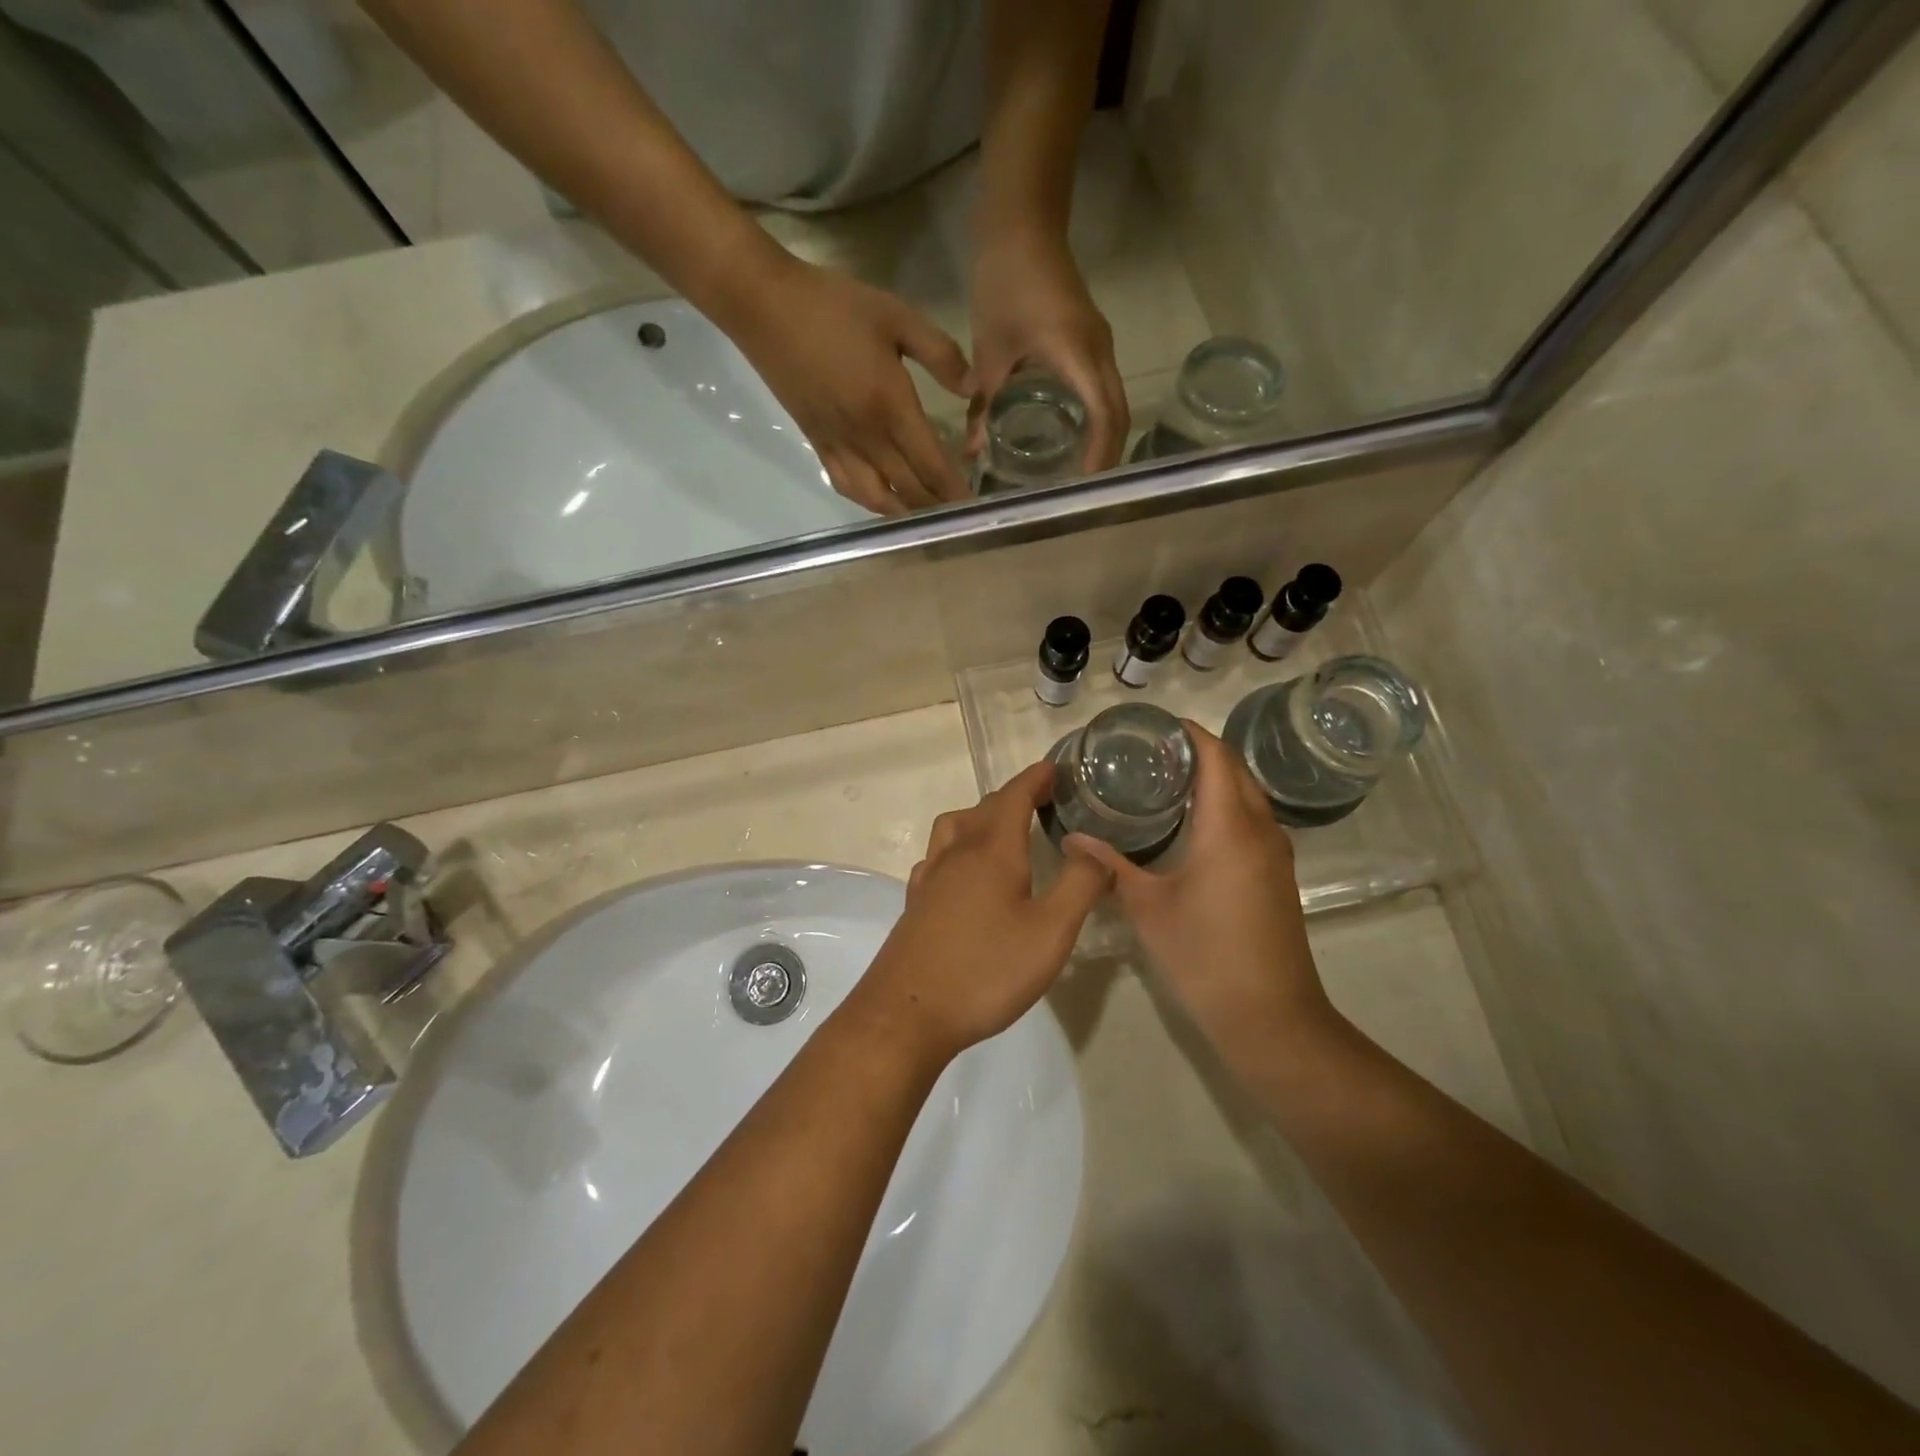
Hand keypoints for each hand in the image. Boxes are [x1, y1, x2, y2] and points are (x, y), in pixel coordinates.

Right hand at [722, 254, 972, 515]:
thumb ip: (940, 354)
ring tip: (925, 514)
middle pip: (909, 489)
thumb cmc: (834, 306)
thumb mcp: (897, 316)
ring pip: (878, 497)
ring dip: (905, 512)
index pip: (932, 464)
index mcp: (891, 408)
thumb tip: (973, 388)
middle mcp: (867, 438)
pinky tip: (884, 500)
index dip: (955, 488)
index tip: (974, 504)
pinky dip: (870, 501)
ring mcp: (839, 445)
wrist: (765, 306)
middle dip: (936, 506)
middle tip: (957, 514)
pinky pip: (847, 486)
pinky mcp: (818, 444)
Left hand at [851, 763, 1111, 1061]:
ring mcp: (930, 878)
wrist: (907, 1014)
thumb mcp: (1050, 932)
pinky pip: (937, 856)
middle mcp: (957, 854)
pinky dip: (957, 848)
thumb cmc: (985, 970)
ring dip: (981, 817)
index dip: (1036, 779)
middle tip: (1044, 800)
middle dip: (1015, 796)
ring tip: (1004, 830)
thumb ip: (1079, 885)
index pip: (1014, 796)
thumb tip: (1094, 847)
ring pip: (954, 827)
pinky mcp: (915, 904)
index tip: (1056, 769)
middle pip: (984, 808)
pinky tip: (964, 872)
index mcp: (991, 851)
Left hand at [968, 228, 1127, 471]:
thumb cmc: (1004, 283)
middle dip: (1107, 456)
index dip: (1099, 455)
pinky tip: (1074, 440)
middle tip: (1087, 494)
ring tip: (1083, 476)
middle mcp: (1099, 352)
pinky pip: (1103, 390)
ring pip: (1114, 403)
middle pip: (1118, 414)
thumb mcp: (990, 350)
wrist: (1022, 225)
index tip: (1085, 489)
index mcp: (1077, 354)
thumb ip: (983, 405)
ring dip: (1105, 439)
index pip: (1103, 415)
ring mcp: (1099, 345)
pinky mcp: (1092, 341)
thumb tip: (972, 452)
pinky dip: (1096, 419)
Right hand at [1068, 726, 1334, 1057]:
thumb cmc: (1204, 955)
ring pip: (1247, 795)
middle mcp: (1260, 829)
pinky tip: (1191, 823)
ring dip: (1215, 778)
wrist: (1270, 1016)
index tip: (1154, 726)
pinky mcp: (1278, 875)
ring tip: (1166, 778)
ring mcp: (1275, 853)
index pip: (1215, 757)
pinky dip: (1225, 805)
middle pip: (1234, 770)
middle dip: (1199, 751)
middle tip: (1151, 752)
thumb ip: (1110, 866)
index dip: (1189, 733)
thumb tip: (1072, 838)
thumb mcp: (1147, 907)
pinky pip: (1252, 820)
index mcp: (1229, 827)